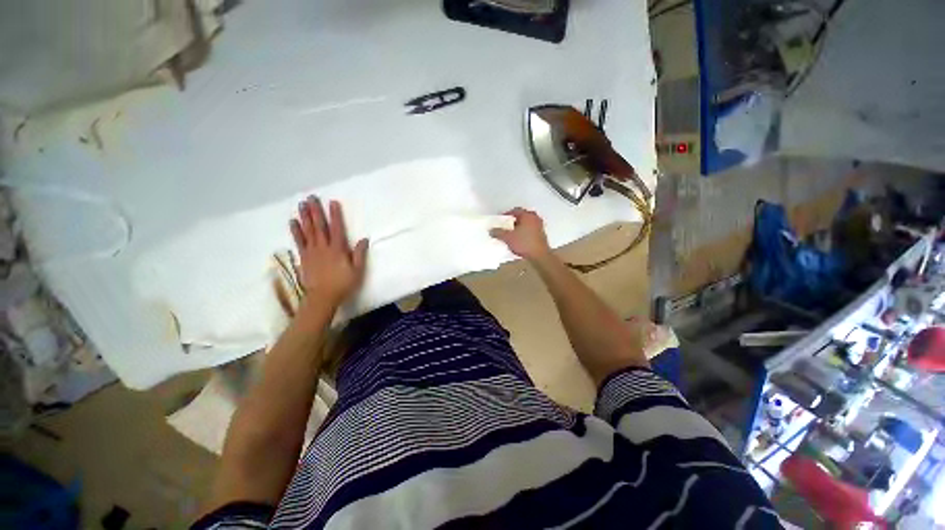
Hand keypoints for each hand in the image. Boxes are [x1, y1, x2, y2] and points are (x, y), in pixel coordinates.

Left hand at [290, 196, 367, 306]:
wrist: (322, 297)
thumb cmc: (343, 284)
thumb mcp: (357, 270)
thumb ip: (359, 254)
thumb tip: (364, 239)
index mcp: (338, 249)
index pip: (337, 228)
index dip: (335, 215)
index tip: (332, 202)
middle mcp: (324, 247)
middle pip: (319, 226)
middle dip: (316, 211)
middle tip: (311, 197)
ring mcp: (312, 251)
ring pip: (308, 231)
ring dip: (305, 217)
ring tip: (302, 204)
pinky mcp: (304, 257)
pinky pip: (299, 241)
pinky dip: (295, 231)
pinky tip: (293, 222)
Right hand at [489, 207, 550, 260]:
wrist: (539, 256)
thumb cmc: (524, 243)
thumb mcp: (507, 238)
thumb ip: (498, 232)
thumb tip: (491, 230)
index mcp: (528, 215)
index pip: (515, 210)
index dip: (506, 214)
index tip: (501, 220)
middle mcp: (535, 218)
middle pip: (521, 216)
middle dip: (513, 221)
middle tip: (505, 226)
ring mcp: (540, 227)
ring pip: (526, 224)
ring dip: (519, 227)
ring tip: (511, 234)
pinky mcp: (541, 235)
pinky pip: (530, 230)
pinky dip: (524, 233)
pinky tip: (519, 240)